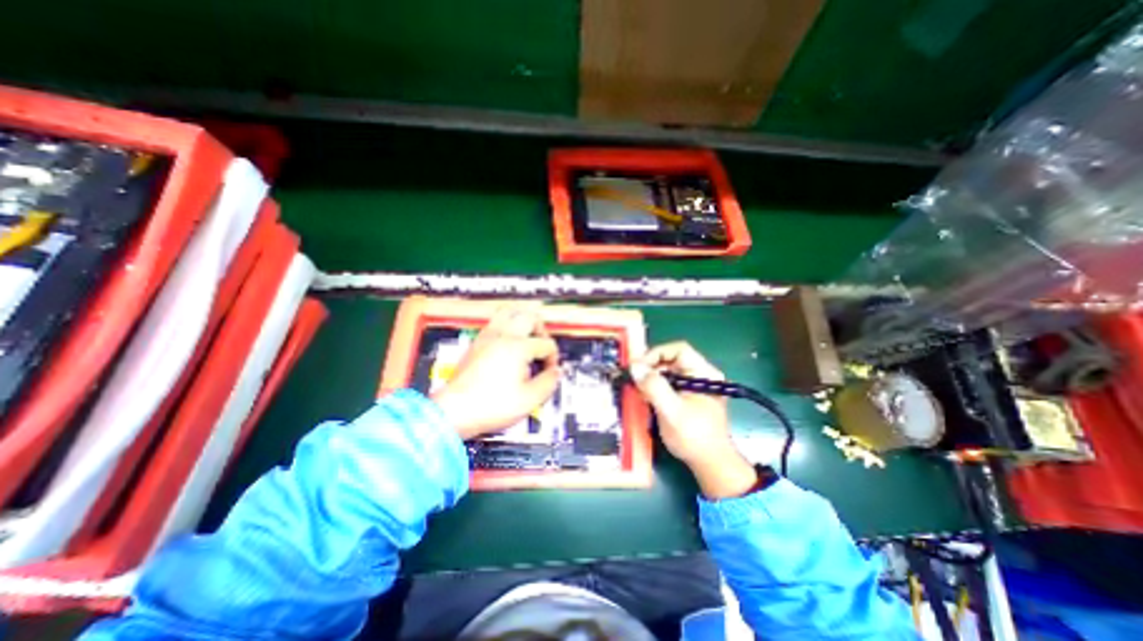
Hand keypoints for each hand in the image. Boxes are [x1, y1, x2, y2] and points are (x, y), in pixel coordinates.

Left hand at [433, 302, 561, 437]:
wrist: (454, 411)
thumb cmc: (492, 406)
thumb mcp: (529, 399)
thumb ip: (549, 382)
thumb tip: (556, 371)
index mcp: (518, 347)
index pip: (546, 344)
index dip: (553, 358)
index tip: (549, 372)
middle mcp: (503, 335)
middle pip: (530, 317)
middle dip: (542, 331)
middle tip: (542, 346)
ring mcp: (487, 336)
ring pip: (509, 312)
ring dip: (523, 321)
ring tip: (527, 337)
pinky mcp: (477, 342)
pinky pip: (495, 322)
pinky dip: (507, 326)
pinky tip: (508, 343)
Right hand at [633, 343, 756, 497]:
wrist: (710, 464)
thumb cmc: (694, 437)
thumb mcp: (672, 411)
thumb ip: (653, 387)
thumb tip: (634, 367)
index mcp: (704, 373)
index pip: (678, 350)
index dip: (656, 354)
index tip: (638, 367)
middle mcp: (700, 374)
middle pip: (671, 359)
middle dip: (650, 367)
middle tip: (633, 378)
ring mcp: (693, 385)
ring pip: (667, 371)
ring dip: (650, 377)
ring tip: (637, 388)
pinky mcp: (687, 395)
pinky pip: (668, 383)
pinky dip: (654, 387)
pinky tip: (645, 396)